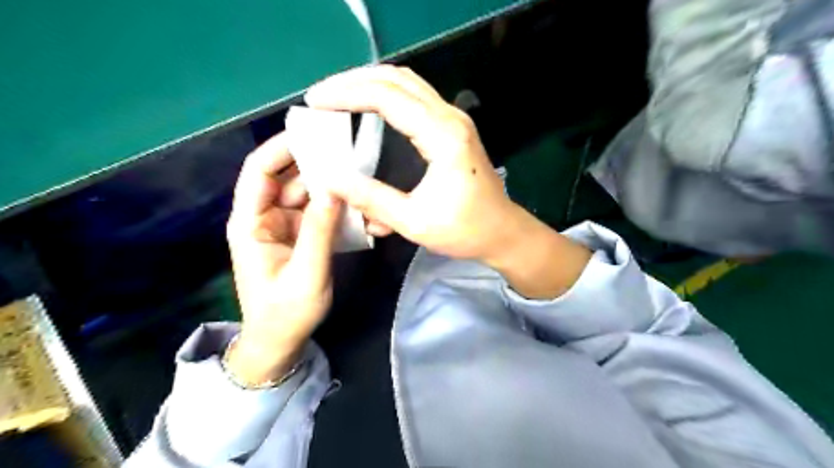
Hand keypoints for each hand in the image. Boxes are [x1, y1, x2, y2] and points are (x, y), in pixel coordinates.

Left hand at [224, 134, 341, 385]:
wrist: (281, 342)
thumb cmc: (285, 313)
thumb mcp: (306, 274)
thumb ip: (319, 231)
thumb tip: (335, 188)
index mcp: (250, 223)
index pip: (260, 171)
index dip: (282, 148)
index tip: (314, 133)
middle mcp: (265, 217)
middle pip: (288, 178)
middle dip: (316, 164)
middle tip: (350, 152)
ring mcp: (284, 225)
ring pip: (306, 193)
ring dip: (330, 187)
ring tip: (359, 177)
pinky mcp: (300, 235)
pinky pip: (318, 212)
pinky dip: (335, 207)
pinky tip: (357, 206)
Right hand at [305, 66, 522, 265]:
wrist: (502, 232)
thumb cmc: (464, 230)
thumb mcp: (413, 221)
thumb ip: (370, 198)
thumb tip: (328, 179)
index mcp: (443, 136)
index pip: (387, 97)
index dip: (346, 94)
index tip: (315, 102)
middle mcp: (451, 118)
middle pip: (397, 79)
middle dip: (354, 81)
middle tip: (322, 95)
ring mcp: (455, 119)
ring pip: (408, 83)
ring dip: (370, 83)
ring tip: (339, 95)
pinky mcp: (454, 127)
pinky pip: (417, 97)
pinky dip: (387, 94)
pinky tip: (369, 104)